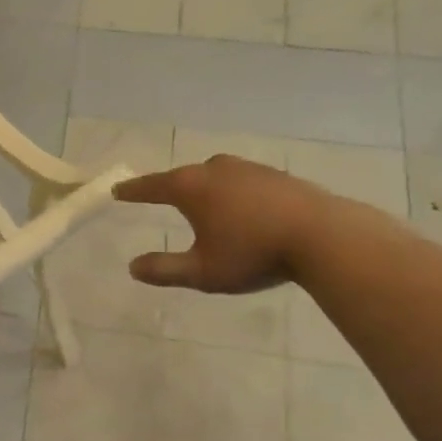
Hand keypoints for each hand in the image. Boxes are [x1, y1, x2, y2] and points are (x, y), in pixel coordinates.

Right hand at [113, 157, 321, 292]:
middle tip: (159, 198)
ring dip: (205, 189)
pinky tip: (243, 209)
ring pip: (215, 176)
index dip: (133, 190)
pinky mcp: (275, 175)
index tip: (118, 191)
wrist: (323, 236)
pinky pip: (242, 181)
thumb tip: (133, 267)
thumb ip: (165, 269)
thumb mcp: (203, 272)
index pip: (152, 186)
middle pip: (184, 176)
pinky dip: (233, 193)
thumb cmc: (253, 253)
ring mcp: (248, 169)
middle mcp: (215, 169)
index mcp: (191, 187)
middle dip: (171, 188)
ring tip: (203, 206)